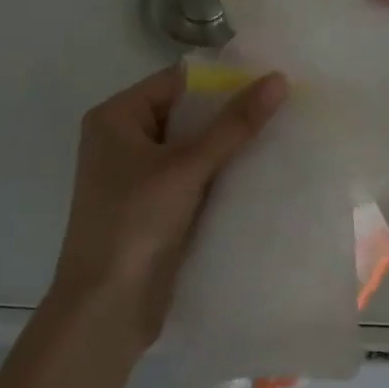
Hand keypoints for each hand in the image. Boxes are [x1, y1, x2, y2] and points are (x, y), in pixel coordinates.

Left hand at [47, 64, 287, 354]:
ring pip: (192, 146)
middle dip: (229, 112)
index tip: (269, 77)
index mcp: (117, 116)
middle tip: (284, 104)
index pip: (177, 81)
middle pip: (186, 113)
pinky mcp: (153, 206)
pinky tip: (260, 171)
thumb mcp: (187, 166)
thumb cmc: (135, 222)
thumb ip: (234, 124)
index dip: (222, 78)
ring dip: (228, 144)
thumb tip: (279, 79)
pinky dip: (220, 173)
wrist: (105, 310)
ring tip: (280, 133)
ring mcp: (137, 175)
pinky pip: (192, 176)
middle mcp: (123, 138)